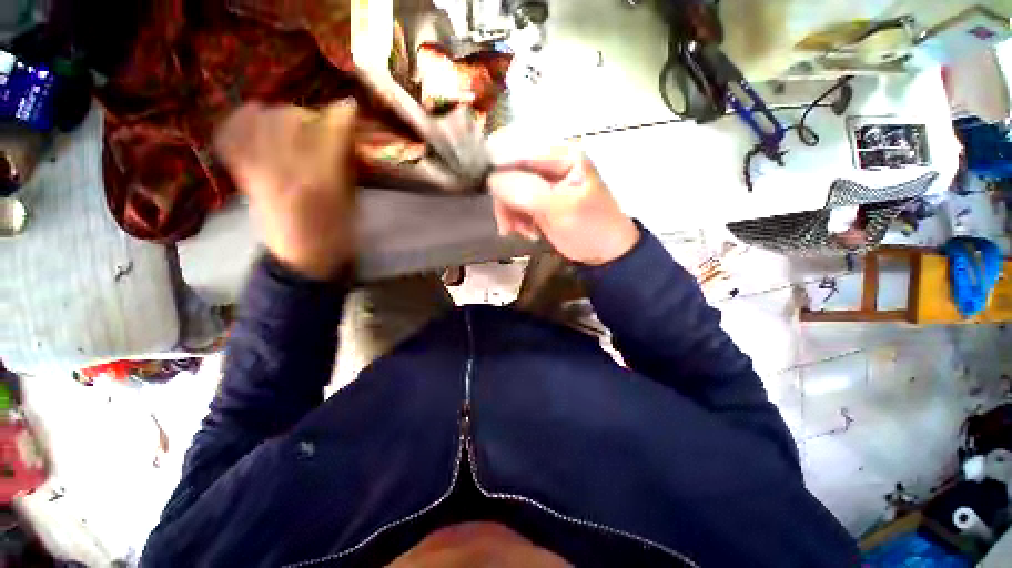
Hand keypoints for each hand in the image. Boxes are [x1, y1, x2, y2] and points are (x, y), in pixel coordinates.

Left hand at [214, 101, 356, 280]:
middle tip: (321, 125)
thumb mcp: (352, 205)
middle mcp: (285, 171)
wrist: (300, 262)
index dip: (341, 116)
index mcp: (322, 184)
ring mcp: (258, 172)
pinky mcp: (243, 177)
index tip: (350, 109)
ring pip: (261, 122)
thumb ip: (348, 169)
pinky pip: (232, 139)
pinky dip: (239, 122)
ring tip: (291, 124)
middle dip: (309, 115)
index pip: (329, 134)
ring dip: (279, 116)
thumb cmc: (337, 238)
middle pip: (290, 120)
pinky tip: (251, 117)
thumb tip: (347, 139)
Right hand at [487, 145, 639, 265]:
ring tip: (519, 231)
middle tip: (509, 226)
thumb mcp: (562, 209)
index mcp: (561, 154)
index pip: (517, 149)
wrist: (604, 252)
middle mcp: (549, 162)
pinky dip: (514, 218)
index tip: (492, 196)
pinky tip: (526, 231)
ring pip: (507, 188)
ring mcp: (542, 181)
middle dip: (505, 198)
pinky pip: (513, 202)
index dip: (498, 169)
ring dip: (509, 212)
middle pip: (508, 169)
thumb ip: (527, 192)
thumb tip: (491, 179)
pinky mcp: (537, 198)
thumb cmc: (591, 228)